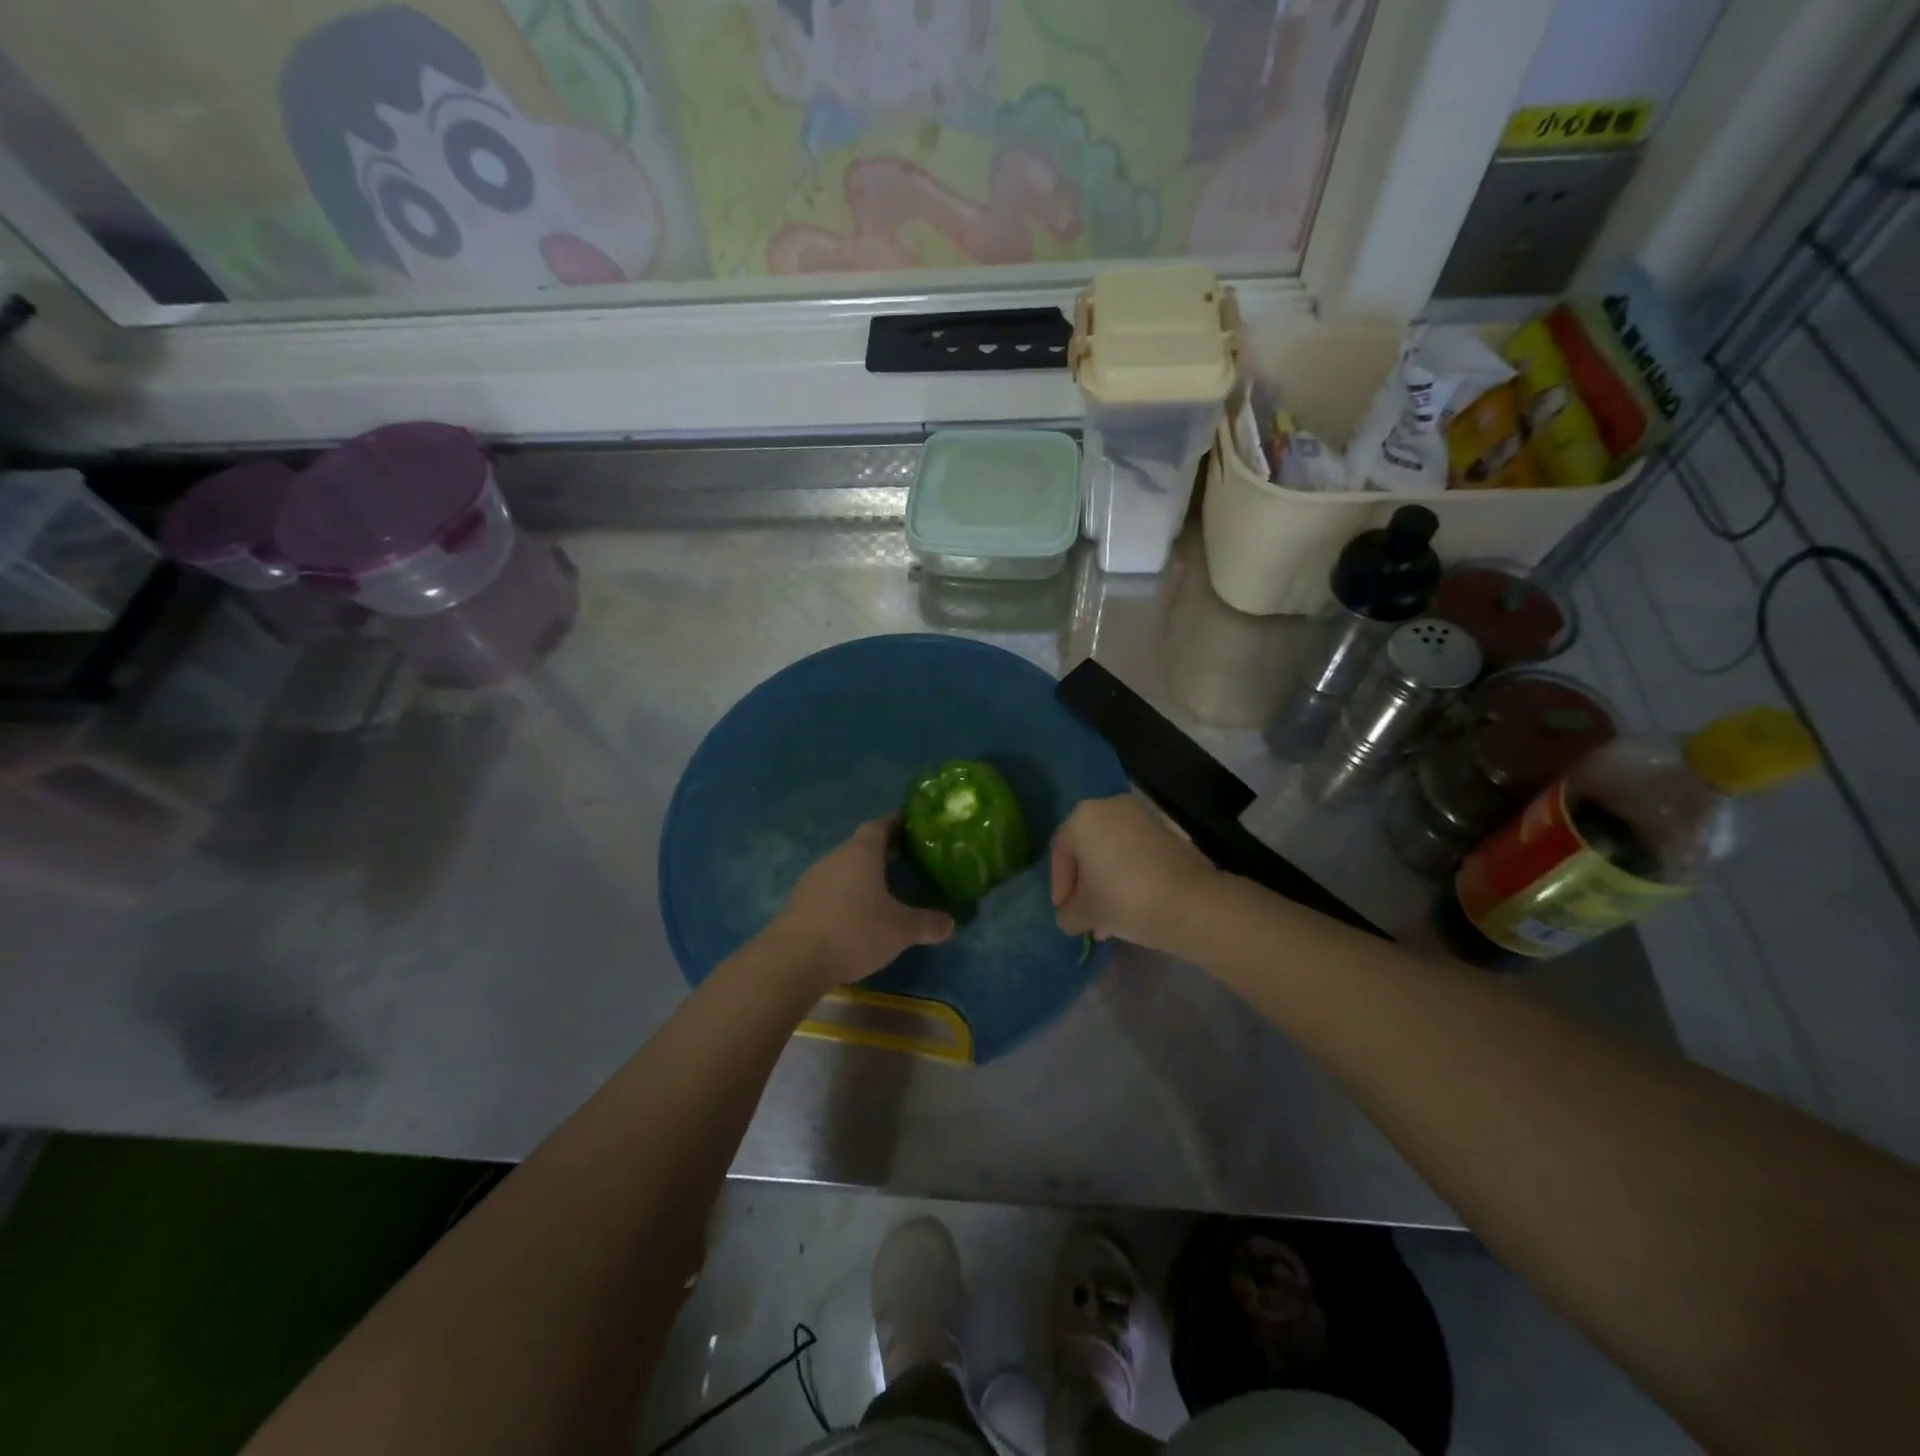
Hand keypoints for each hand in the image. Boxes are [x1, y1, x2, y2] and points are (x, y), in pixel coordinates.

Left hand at [772, 817, 954, 989]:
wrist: (793, 959)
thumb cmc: (854, 931)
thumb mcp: (900, 930)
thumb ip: (926, 924)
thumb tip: (951, 923)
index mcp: (861, 854)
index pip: (878, 826)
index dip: (894, 823)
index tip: (909, 824)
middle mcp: (835, 859)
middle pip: (859, 847)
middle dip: (881, 851)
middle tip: (903, 858)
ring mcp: (812, 880)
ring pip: (842, 868)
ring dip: (860, 874)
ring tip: (881, 888)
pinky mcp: (798, 903)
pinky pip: (828, 889)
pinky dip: (844, 894)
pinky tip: (854, 913)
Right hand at [1050, 795, 1217, 952]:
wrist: (1190, 902)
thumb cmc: (1123, 900)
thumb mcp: (1085, 913)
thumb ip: (1067, 913)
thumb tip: (1069, 916)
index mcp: (1082, 818)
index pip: (1060, 852)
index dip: (1059, 886)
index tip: (1065, 912)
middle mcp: (1109, 807)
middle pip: (1087, 848)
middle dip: (1084, 883)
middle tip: (1086, 913)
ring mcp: (1140, 816)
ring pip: (1112, 850)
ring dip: (1106, 880)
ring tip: (1109, 917)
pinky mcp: (1165, 829)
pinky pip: (1134, 851)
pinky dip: (1127, 872)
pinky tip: (1131, 903)